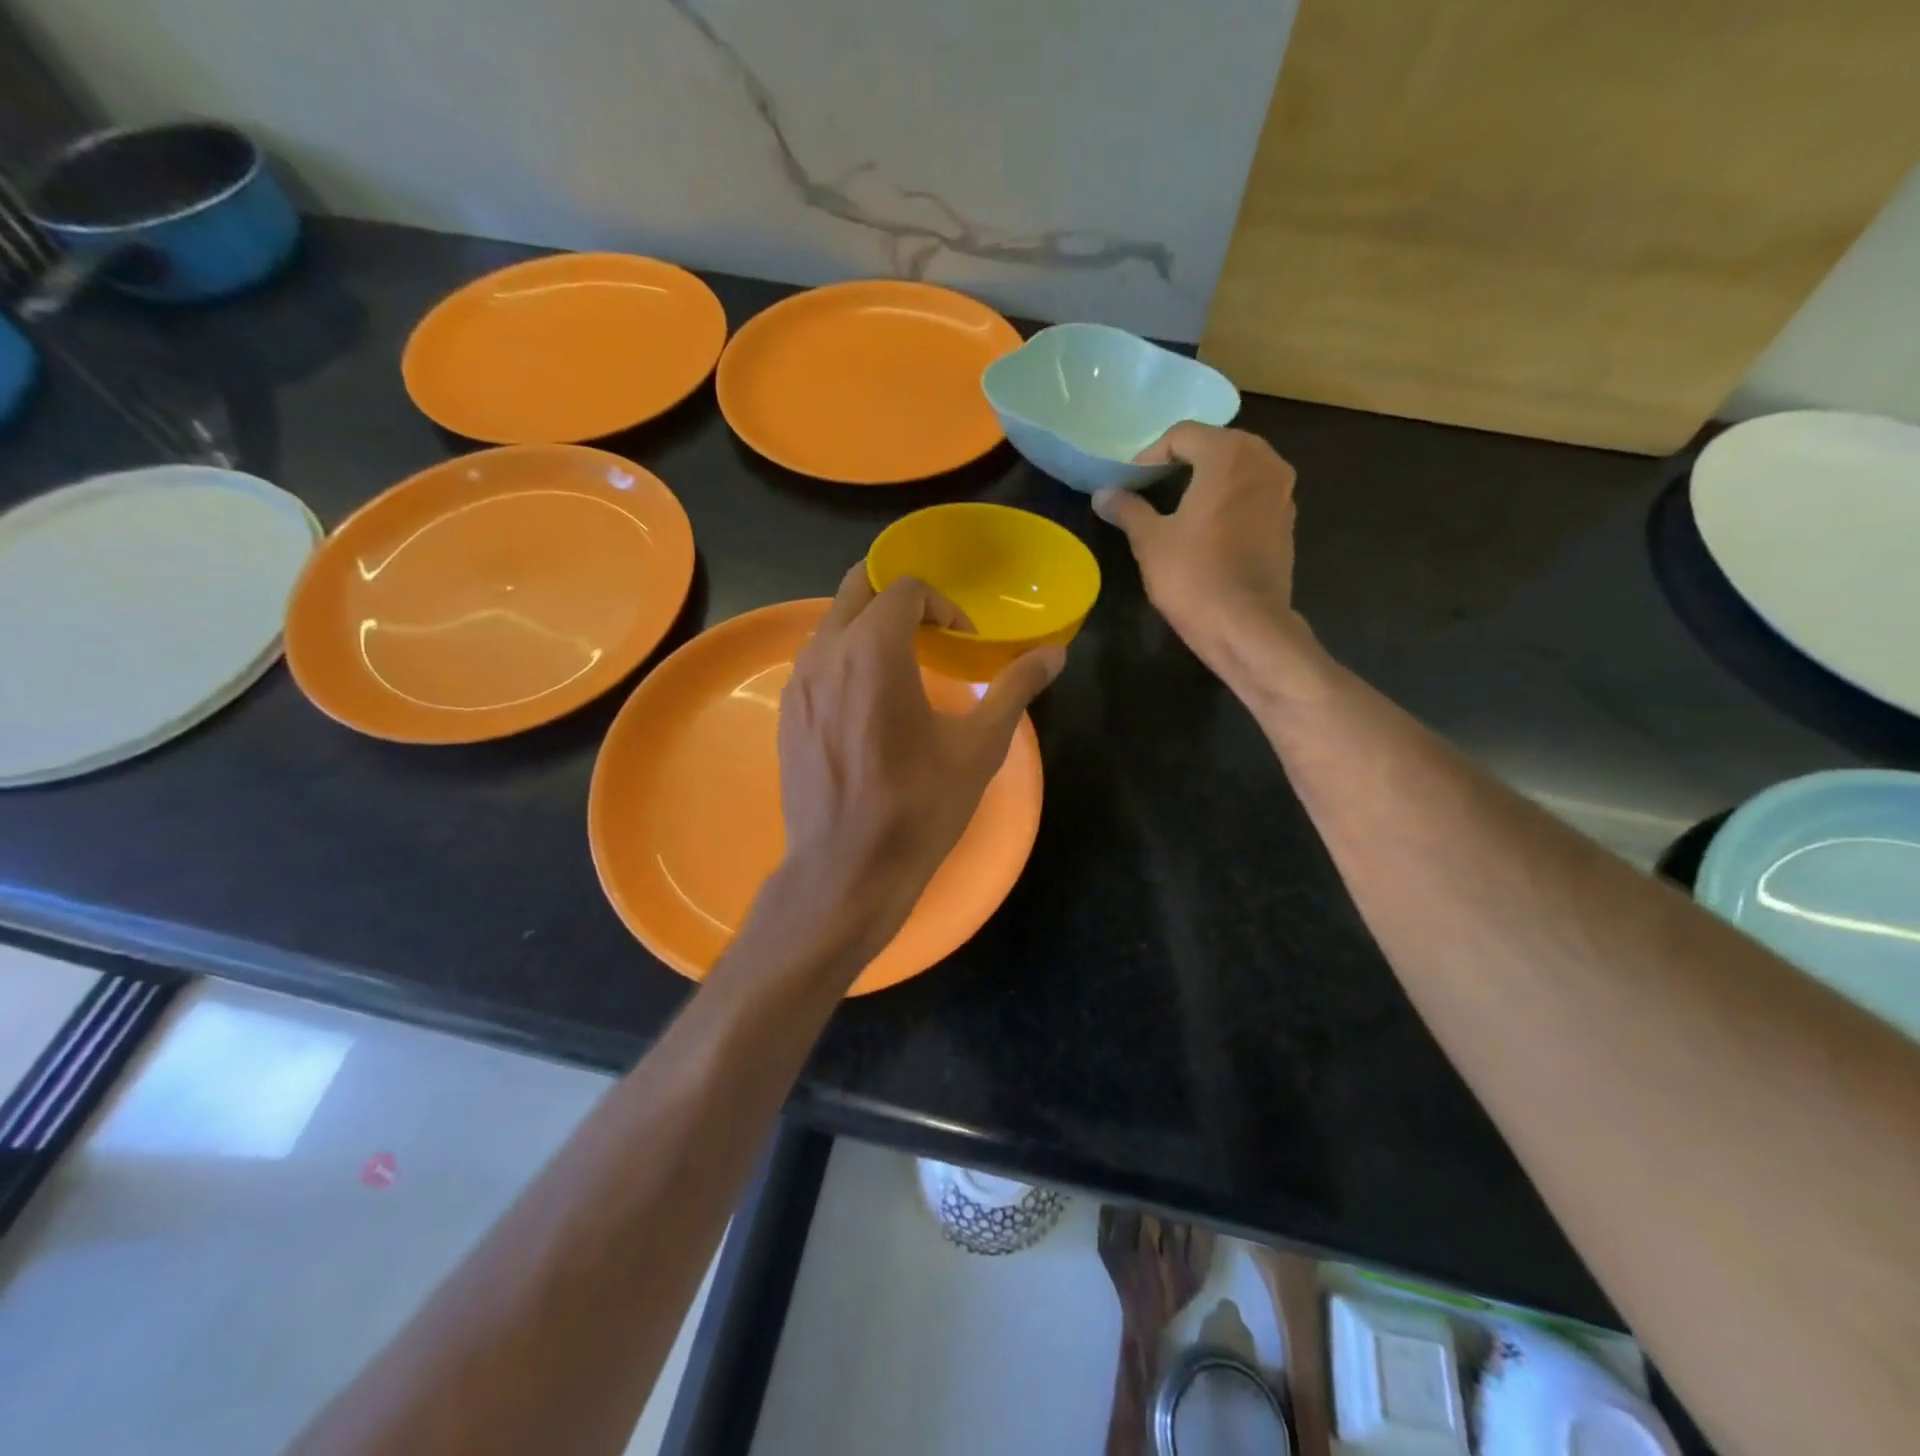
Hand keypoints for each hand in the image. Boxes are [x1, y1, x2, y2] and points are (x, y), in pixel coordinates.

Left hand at [768, 565, 1065, 975]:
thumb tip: (1055, 654)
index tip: (964, 640)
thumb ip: (1015, 688)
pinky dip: (846, 656)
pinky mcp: (787, 713)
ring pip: (832, 624)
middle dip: (897, 595)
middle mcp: (826, 653)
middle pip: (857, 588)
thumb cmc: (918, 807)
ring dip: (869, 625)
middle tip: (932, 626)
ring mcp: (799, 683)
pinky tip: (871, 701)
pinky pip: (817, 660)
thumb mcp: (979, 747)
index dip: (942, 604)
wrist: (846, 869)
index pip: (904, 589)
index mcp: (873, 651)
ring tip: (905, 661)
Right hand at [1093, 424, 1323, 703]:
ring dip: (1208, 478)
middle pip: (1216, 445)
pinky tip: (1208, 528)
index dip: (1150, 455)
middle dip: (1182, 461)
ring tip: (1178, 506)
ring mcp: (1282, 491)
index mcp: (1229, 455)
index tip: (1130, 483)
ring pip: (1239, 468)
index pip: (1183, 435)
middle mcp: (1264, 461)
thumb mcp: (1150, 542)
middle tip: (1151, 488)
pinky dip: (1229, 499)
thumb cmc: (1194, 577)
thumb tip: (1103, 494)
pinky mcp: (1287, 520)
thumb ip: (1128, 510)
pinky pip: (1253, 493)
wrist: (1246, 626)